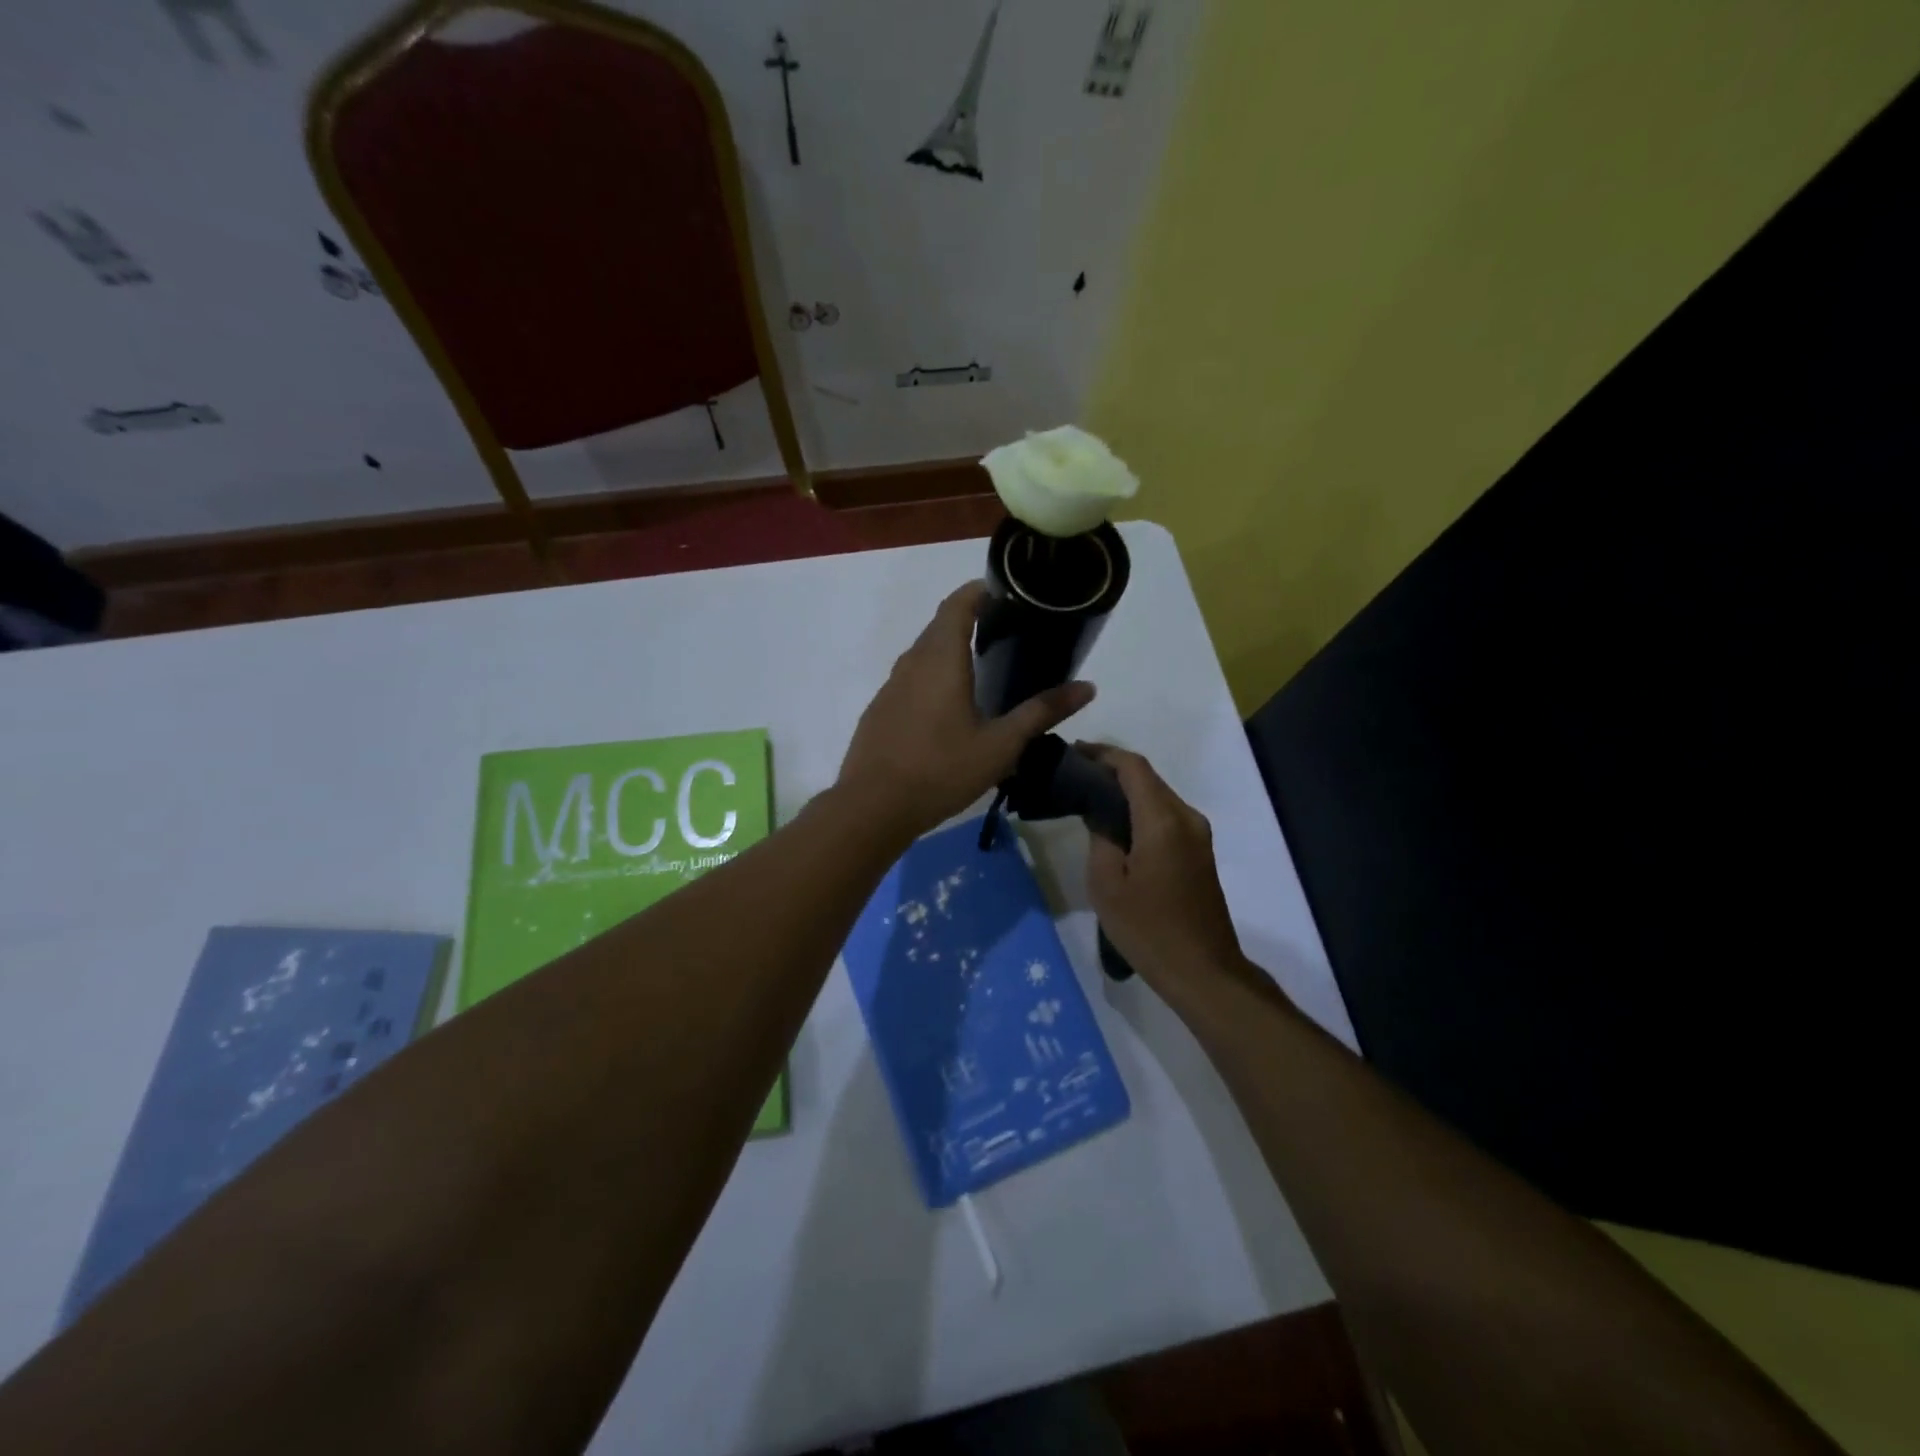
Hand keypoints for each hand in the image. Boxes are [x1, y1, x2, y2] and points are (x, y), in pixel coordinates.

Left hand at [837, 582, 1093, 841]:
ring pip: (924, 652)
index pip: (959, 603)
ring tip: (984, 667)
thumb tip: (1088, 687)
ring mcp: (891, 685)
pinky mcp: (881, 708)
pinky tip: (950, 706)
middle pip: (941, 625)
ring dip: (951, 649)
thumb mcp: (1000, 745)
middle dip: (972, 619)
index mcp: (941, 658)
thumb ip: (1041, 712)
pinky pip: (911, 677)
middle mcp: (912, 661)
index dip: (982, 591)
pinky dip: (934, 675)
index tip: (1010, 596)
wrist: (872, 807)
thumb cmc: (940, 770)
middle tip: (1009, 633)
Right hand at [1083, 745, 1276, 1009]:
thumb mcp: (1107, 885)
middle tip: (1074, 775)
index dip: (1103, 754)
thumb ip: (1100, 838)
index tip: (1073, 753)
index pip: (1133, 767)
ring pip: (1158, 796)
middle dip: (1111, 770)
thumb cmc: (1149, 930)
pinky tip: (1115, 823)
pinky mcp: (1199, 851)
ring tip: (1088, 797)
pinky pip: (1166, 815)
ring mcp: (1198, 835)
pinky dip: (1139, 809)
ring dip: (1126, 790)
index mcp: (1163, 821)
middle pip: (1147, 778)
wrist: (1203, 971)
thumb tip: (1098, 814)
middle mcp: (1187, 818)